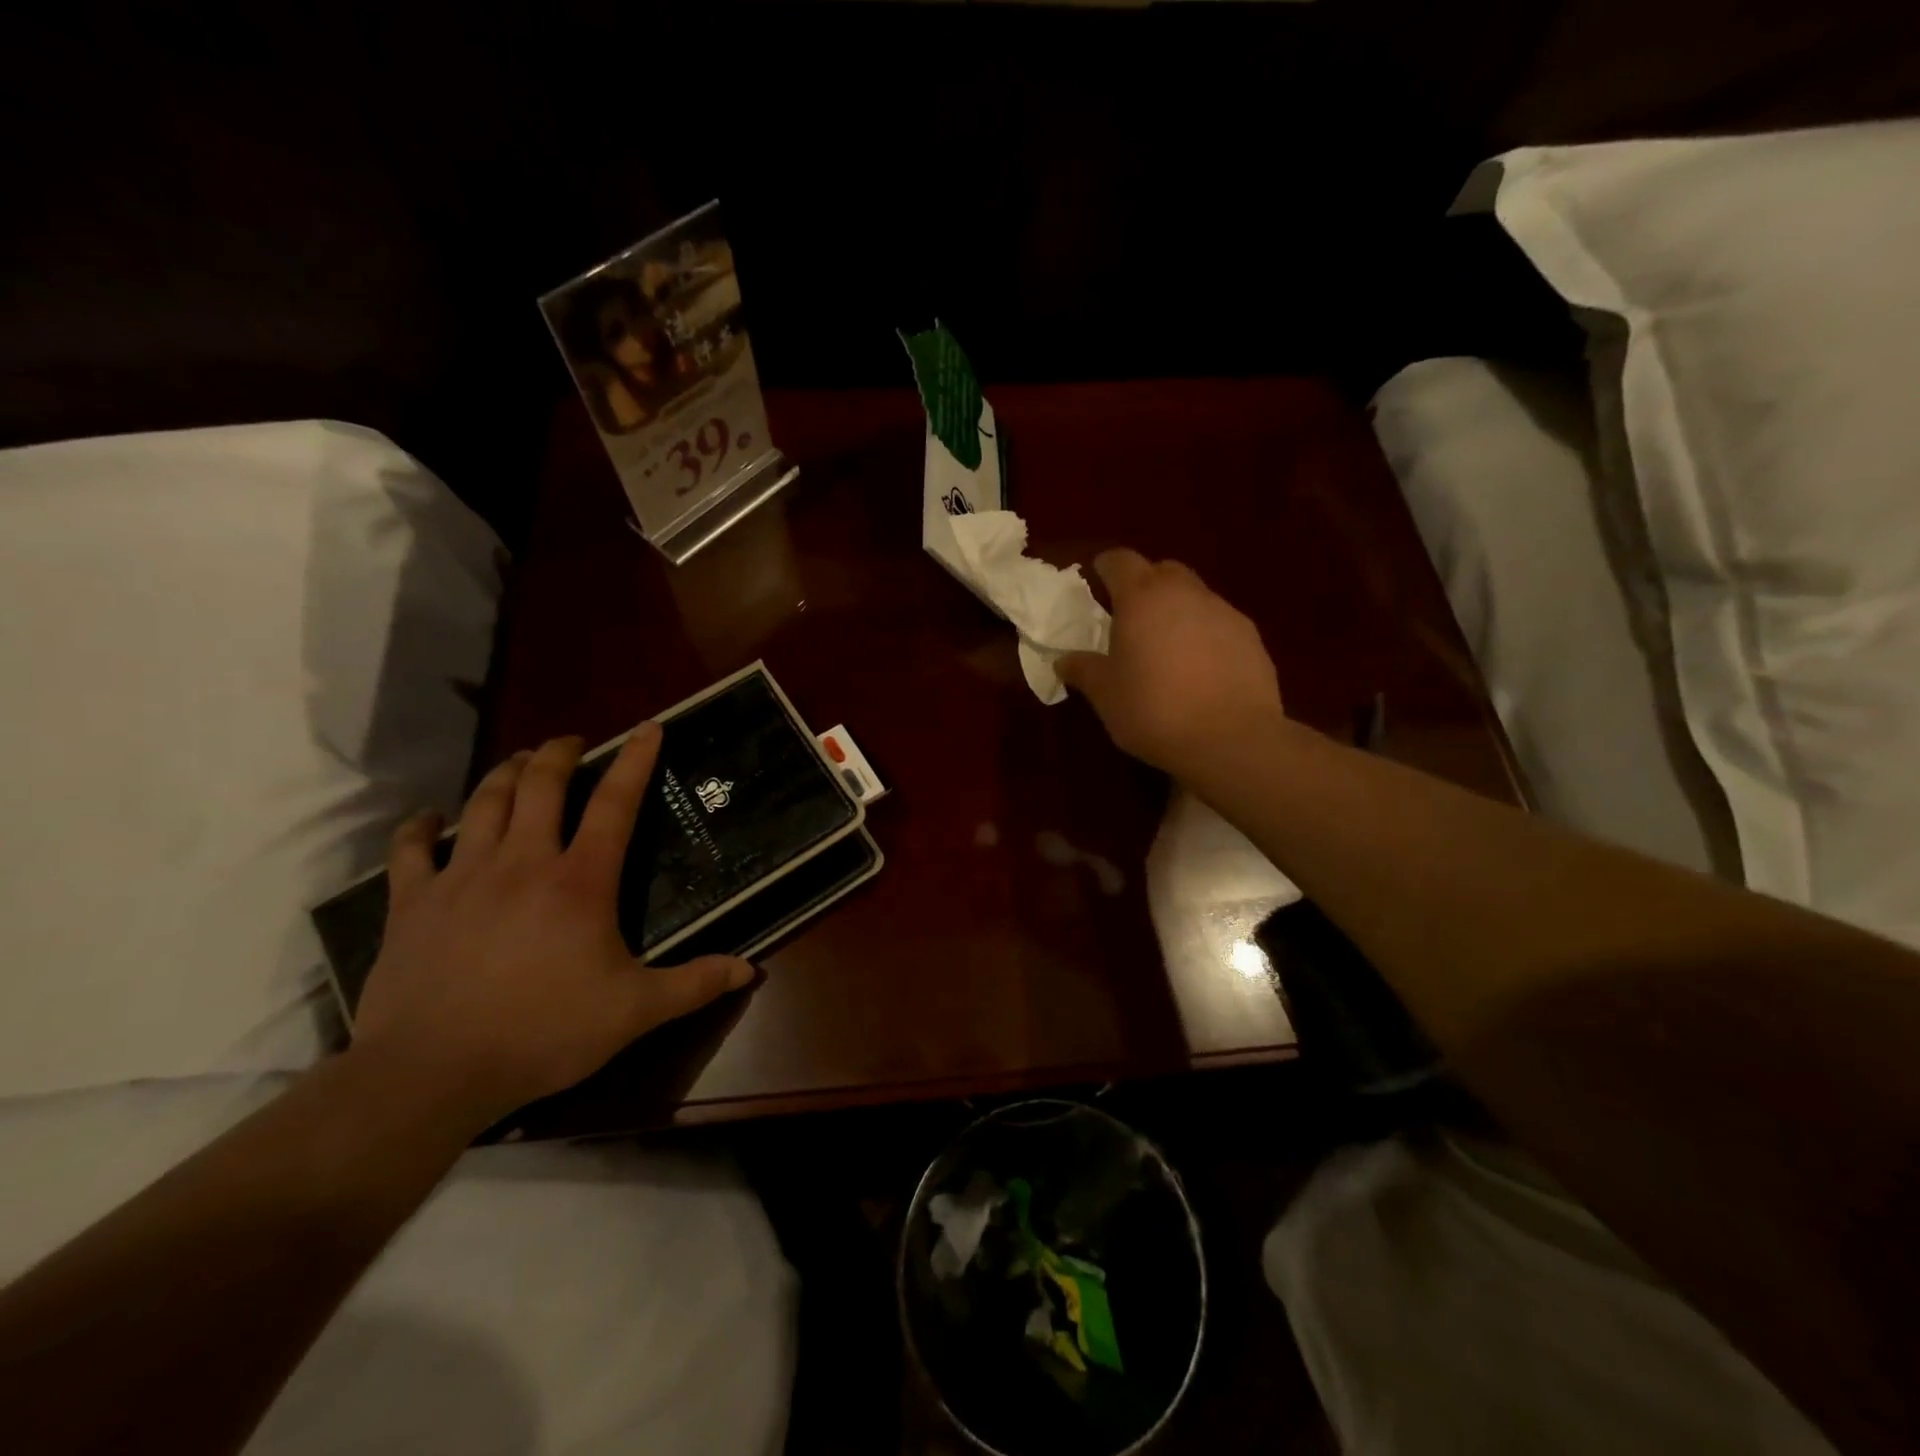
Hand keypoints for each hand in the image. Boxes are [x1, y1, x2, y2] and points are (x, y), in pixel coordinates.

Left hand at [352, 725, 753, 1127]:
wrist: (430, 1074)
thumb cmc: (543, 1033)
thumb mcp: (634, 1012)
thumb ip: (694, 984)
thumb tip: (750, 968)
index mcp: (580, 881)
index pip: (615, 804)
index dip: (634, 761)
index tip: (647, 728)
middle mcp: (522, 862)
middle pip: (540, 785)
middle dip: (557, 754)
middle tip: (570, 742)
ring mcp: (461, 878)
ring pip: (483, 804)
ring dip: (503, 774)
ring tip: (518, 762)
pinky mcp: (412, 904)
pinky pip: (410, 850)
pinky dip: (418, 827)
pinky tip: (426, 818)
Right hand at [1057, 548, 1284, 774]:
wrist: (1231, 739)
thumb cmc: (1154, 709)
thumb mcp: (1106, 694)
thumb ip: (1083, 670)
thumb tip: (1063, 661)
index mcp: (1142, 598)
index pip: (1120, 561)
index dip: (1106, 567)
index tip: (1096, 579)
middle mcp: (1186, 593)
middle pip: (1162, 571)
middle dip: (1145, 584)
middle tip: (1130, 614)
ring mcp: (1224, 612)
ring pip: (1194, 596)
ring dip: (1177, 610)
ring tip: (1166, 646)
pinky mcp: (1251, 638)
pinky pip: (1219, 623)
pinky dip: (1204, 634)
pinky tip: (1199, 668)